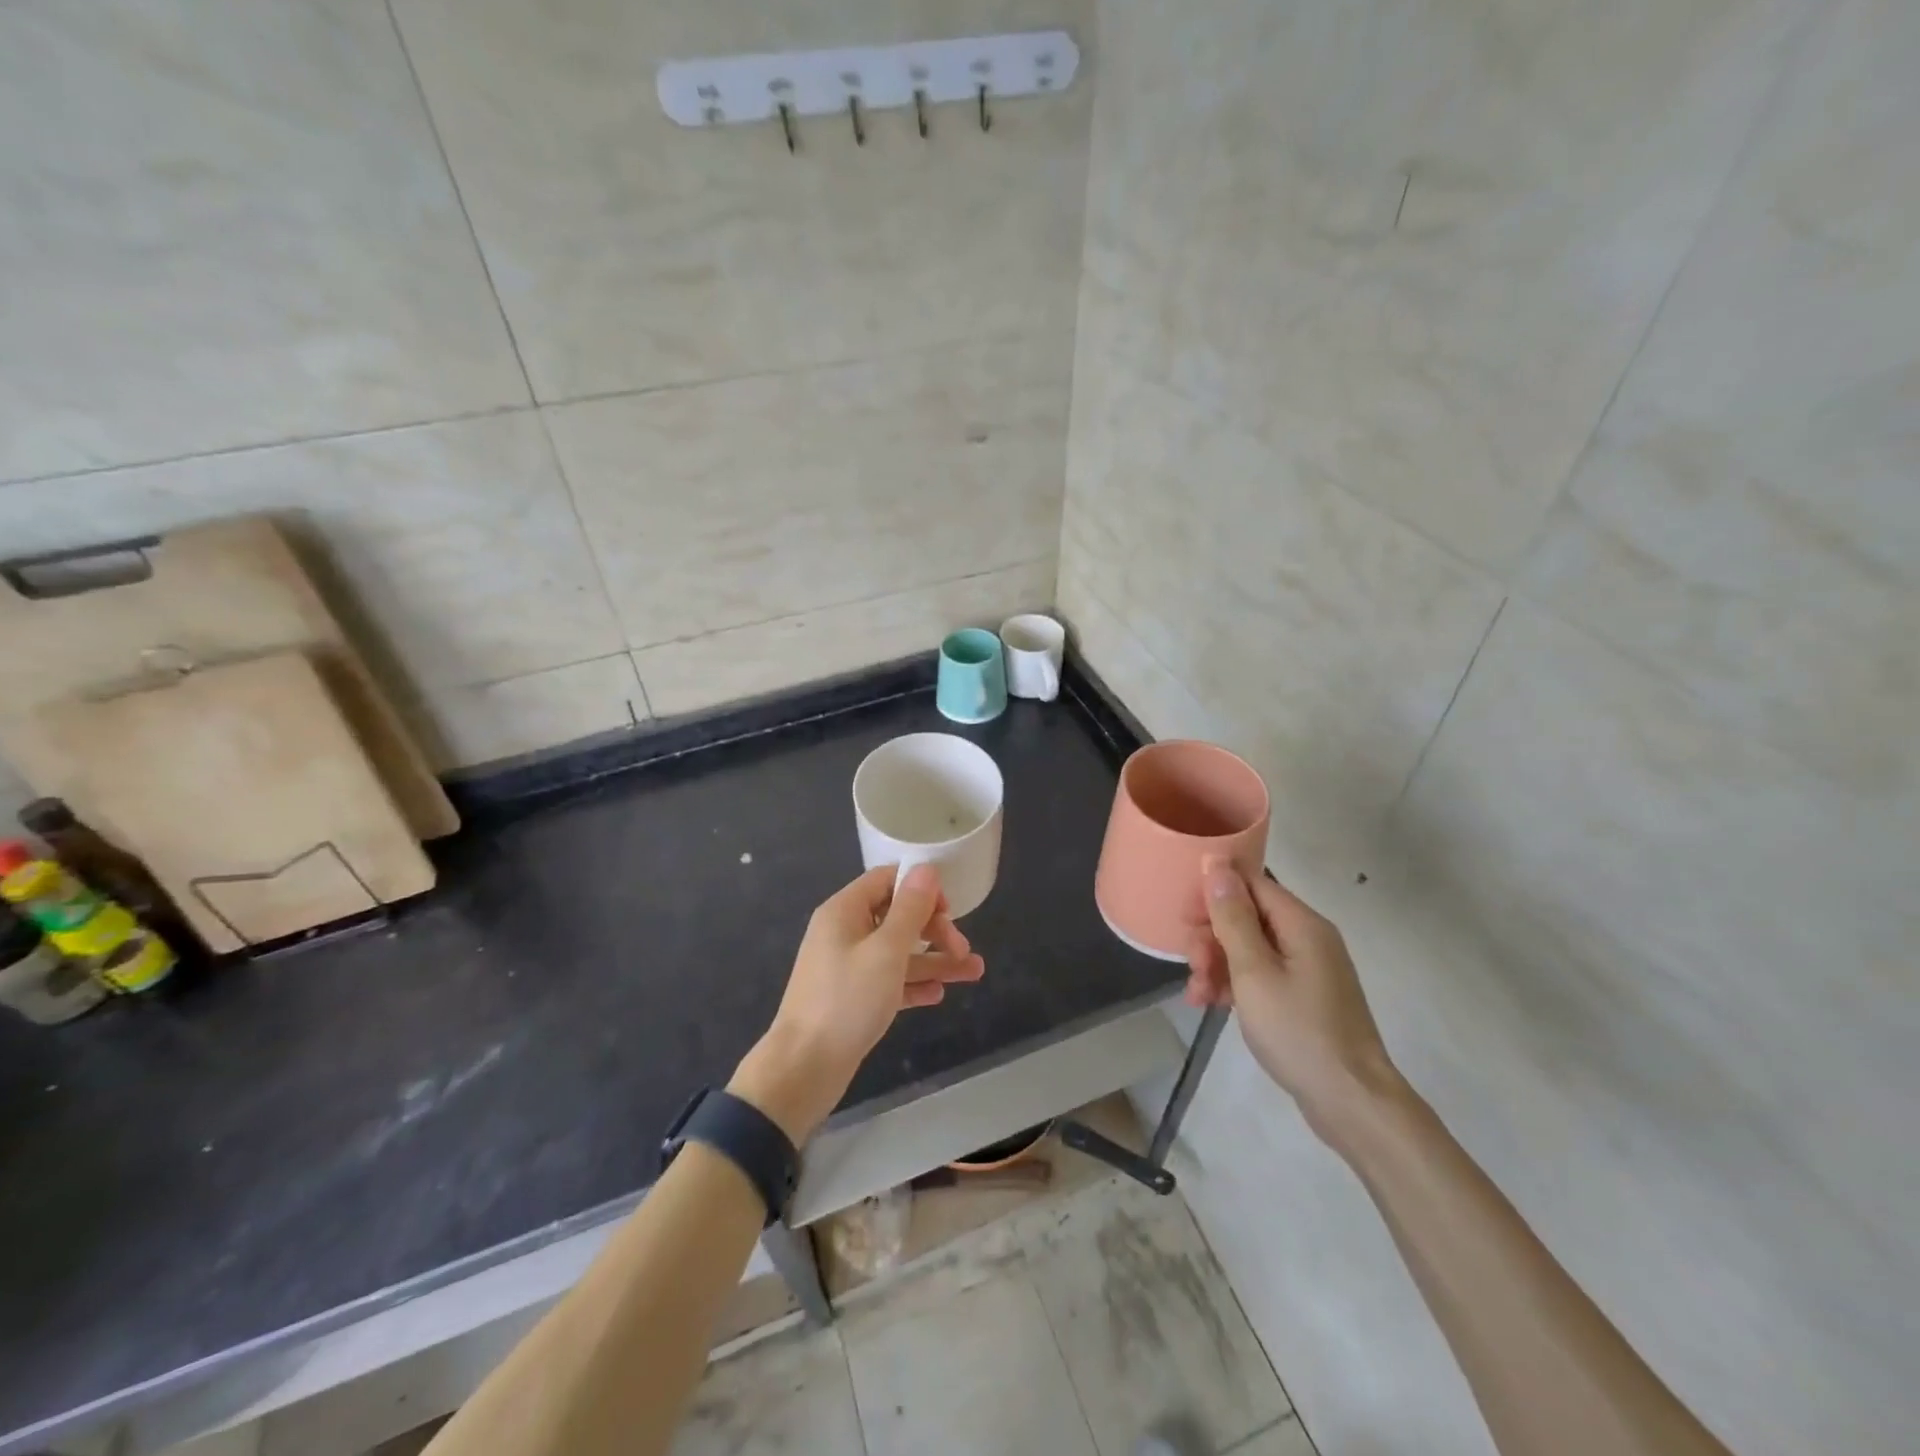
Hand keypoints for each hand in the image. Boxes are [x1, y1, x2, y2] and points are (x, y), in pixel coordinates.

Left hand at [730, 864, 984, 1142]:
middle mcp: (845, 932)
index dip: (921, 889)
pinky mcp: (853, 998)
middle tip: (963, 951)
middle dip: (935, 930)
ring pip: (898, 952)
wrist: (803, 1069)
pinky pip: (889, 980)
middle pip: (897, 917)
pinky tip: (939, 994)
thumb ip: (910, 909)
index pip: (887, 880)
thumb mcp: (886, 951)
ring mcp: (848, 966)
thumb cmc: (847, 1000)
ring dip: (935, 959)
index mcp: (845, 911)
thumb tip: (926, 868)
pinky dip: (914, 984)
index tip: (949, 910)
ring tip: (974, 973)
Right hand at [1185, 859, 1402, 1145]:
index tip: (1184, 917)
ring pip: (1250, 949)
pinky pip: (1262, 975)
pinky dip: (1235, 984)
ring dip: (1217, 964)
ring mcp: (1308, 970)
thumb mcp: (1254, 972)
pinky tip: (1211, 1004)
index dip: (1215, 893)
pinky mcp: (1304, 998)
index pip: (1252, 883)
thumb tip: (1217, 865)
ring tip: (1197, 993)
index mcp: (1302, 924)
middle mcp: (1308, 939)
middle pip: (1248, 916)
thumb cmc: (1298, 1031)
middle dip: (1212, 935)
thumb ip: (1233, 918)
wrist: (1351, 1102)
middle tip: (1190, 963)